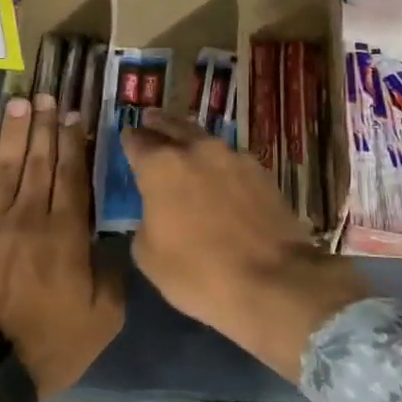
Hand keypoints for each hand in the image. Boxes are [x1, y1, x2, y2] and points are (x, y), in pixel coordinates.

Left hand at [0, 95, 124, 401]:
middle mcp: (29, 218)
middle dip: (44, 127)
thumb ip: (112, 273)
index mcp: (66, 234)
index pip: (72, 176)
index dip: (73, 142)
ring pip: (4, 170)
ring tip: (18, 104)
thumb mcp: (104, 318)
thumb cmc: (50, 344)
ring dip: (12, 135)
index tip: (73, 114)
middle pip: (39, 163)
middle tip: (46, 95)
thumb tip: (112, 239)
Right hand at [122, 110, 370, 381]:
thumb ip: (146, 221)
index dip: (130, 140)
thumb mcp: (149, 256)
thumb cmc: (199, 272)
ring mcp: (236, 158)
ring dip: (194, 145)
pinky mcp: (264, 173)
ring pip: (207, 142)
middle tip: (151, 120)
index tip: (128, 138)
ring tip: (187, 151)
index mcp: (162, 166)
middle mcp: (198, 150)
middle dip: (160, 125)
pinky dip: (222, 167)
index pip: (137, 141)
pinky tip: (222, 180)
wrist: (274, 281)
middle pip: (174, 127)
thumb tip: (157, 213)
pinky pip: (233, 163)